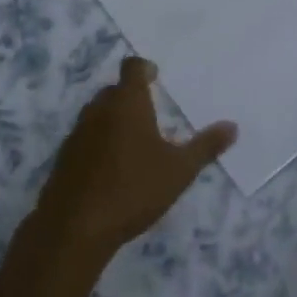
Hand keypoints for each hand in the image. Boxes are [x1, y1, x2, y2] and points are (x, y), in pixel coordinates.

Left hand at [36, 56, 235, 260]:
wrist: (74, 228)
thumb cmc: (133, 189)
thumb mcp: (179, 170)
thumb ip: (205, 147)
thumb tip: (233, 126)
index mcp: (127, 103)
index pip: (132, 68)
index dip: (144, 68)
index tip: (156, 77)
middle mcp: (99, 109)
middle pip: (114, 90)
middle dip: (131, 96)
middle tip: (151, 111)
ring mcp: (77, 133)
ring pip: (97, 113)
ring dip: (113, 118)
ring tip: (134, 140)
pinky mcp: (63, 158)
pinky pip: (85, 138)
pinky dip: (98, 142)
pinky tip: (112, 167)